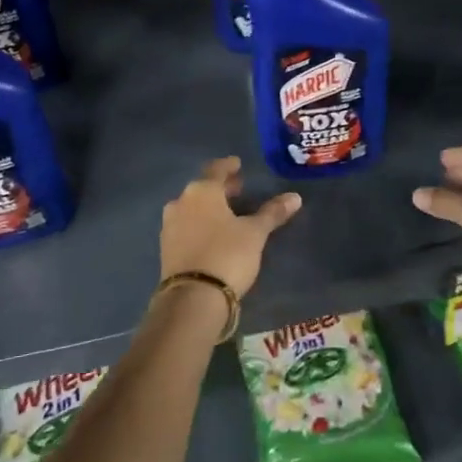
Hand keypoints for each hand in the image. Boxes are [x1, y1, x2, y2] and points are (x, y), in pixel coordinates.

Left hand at [161, 157, 301, 296]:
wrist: (193, 298)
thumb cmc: (227, 255)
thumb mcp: (255, 233)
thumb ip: (272, 212)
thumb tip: (295, 197)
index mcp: (201, 191)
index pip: (216, 170)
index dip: (229, 166)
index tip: (237, 164)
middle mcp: (180, 203)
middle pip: (203, 188)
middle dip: (221, 188)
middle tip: (238, 189)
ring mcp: (170, 226)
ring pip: (192, 208)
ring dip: (209, 207)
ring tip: (227, 213)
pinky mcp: (167, 248)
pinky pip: (186, 227)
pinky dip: (200, 224)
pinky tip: (212, 234)